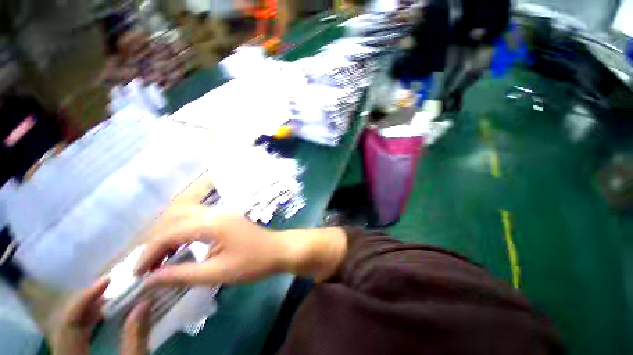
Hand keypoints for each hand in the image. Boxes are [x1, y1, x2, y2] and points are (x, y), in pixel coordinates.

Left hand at [54, 279, 150, 354]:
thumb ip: (137, 336)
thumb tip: (145, 302)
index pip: (69, 324)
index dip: (84, 300)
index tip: (106, 282)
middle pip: (66, 324)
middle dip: (86, 303)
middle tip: (109, 287)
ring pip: (69, 329)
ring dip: (87, 311)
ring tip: (106, 297)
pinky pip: (75, 335)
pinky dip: (88, 322)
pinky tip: (101, 315)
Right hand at [135, 206, 347, 286]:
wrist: (278, 250)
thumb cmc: (253, 263)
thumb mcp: (216, 273)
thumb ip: (181, 275)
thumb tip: (149, 280)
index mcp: (212, 223)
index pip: (170, 233)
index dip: (149, 253)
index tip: (137, 274)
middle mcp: (215, 212)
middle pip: (174, 219)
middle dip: (156, 241)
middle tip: (148, 265)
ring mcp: (222, 213)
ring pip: (185, 216)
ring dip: (169, 235)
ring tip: (161, 259)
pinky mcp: (226, 218)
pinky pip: (197, 220)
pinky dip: (183, 232)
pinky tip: (181, 248)